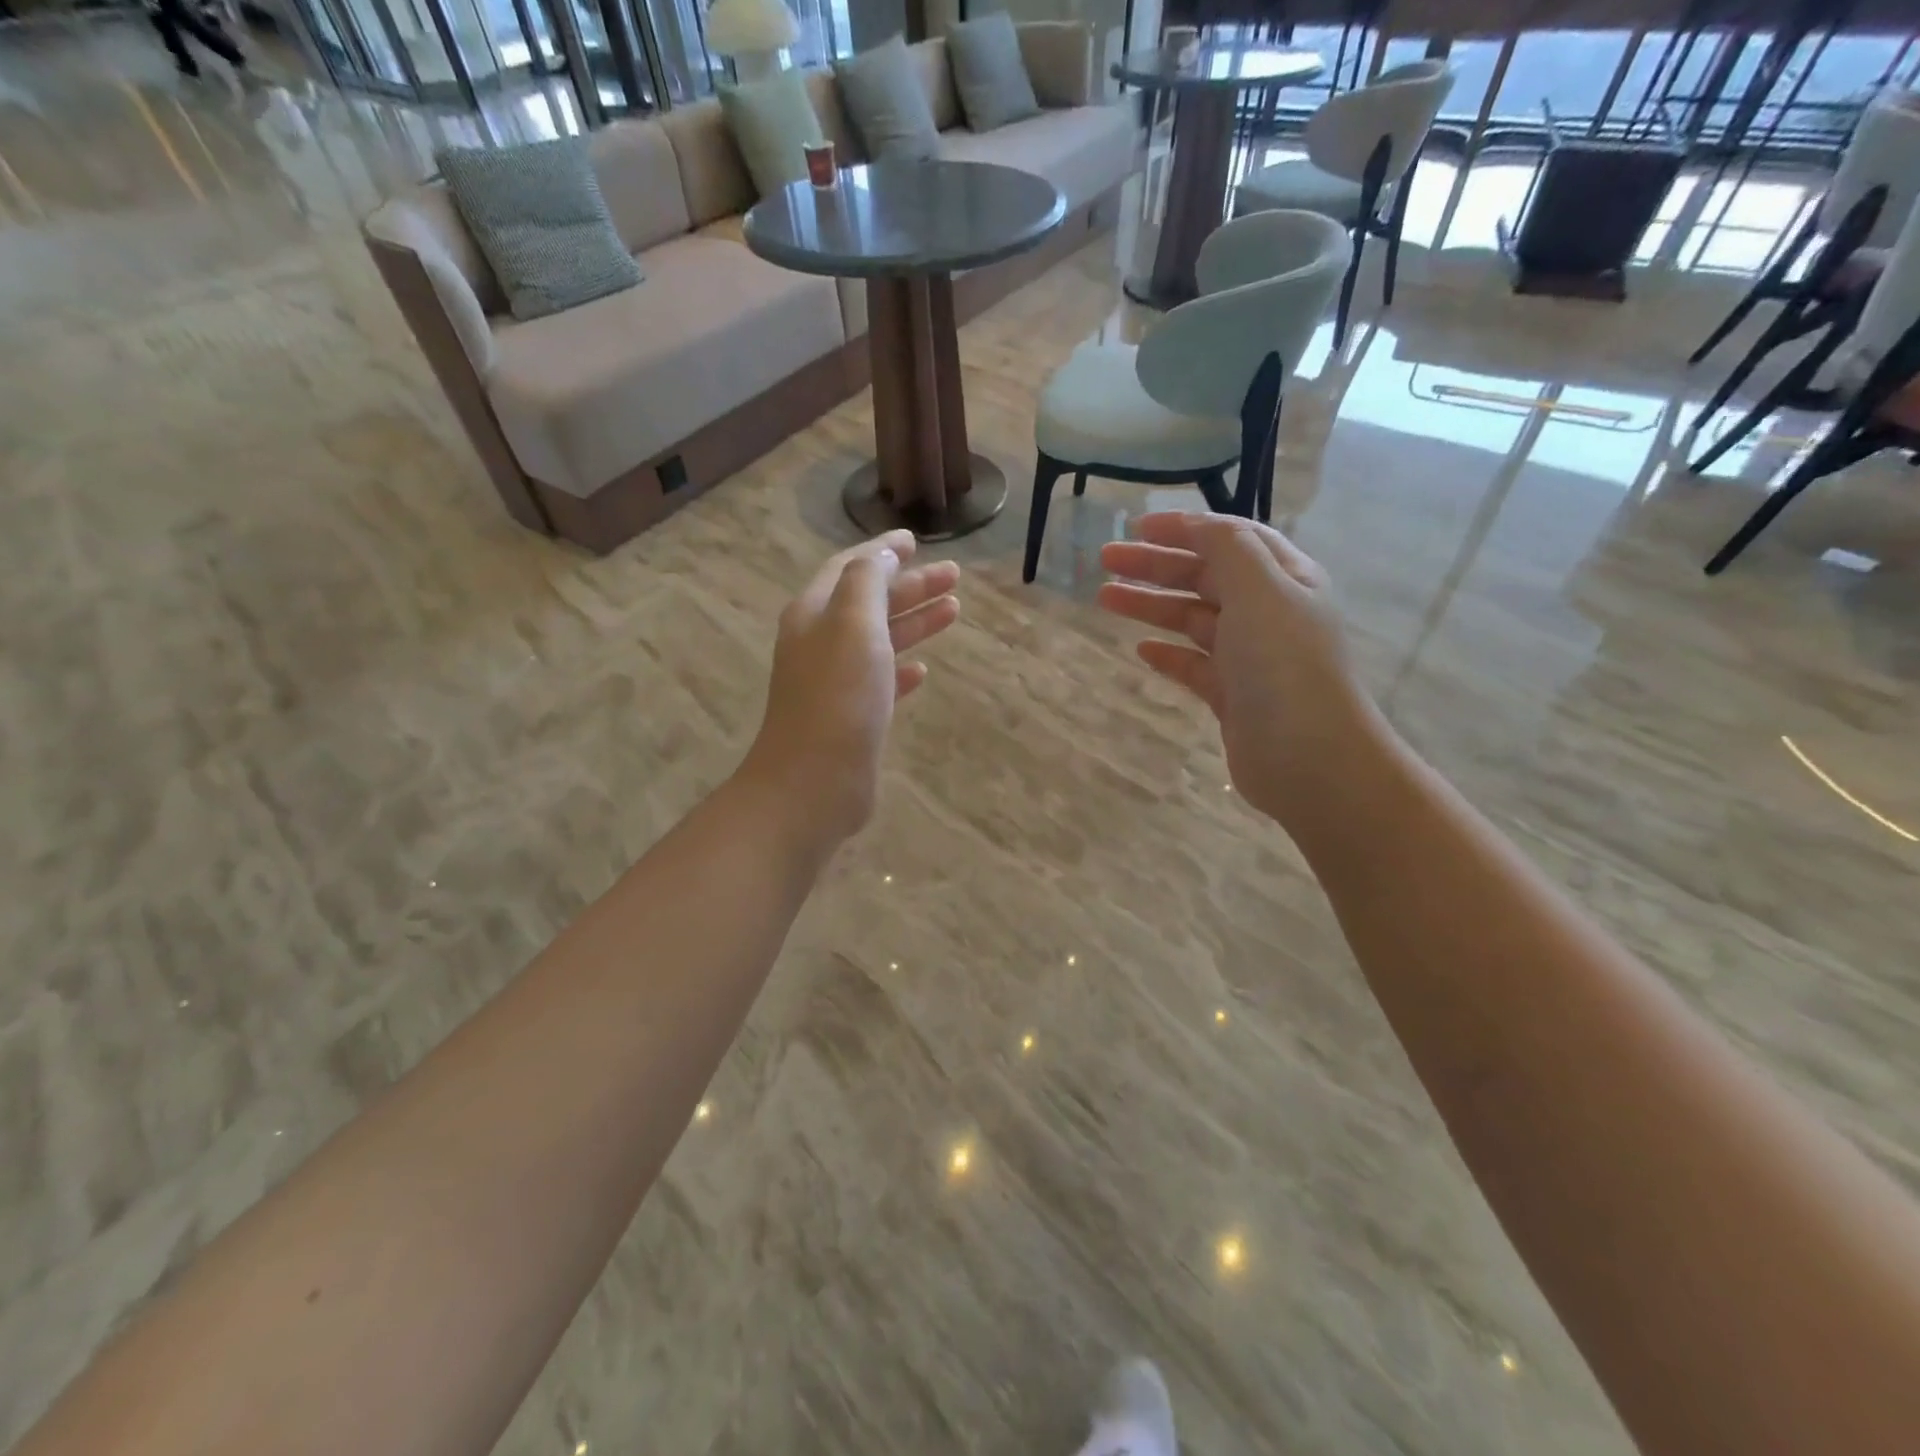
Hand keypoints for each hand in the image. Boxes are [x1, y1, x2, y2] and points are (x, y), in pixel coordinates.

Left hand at [740, 530, 960, 848]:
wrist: (814, 782)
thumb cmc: (837, 696)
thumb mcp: (854, 623)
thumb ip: (868, 580)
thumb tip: (883, 552)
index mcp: (815, 613)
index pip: (850, 568)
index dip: (882, 551)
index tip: (916, 540)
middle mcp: (820, 643)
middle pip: (869, 602)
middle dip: (911, 586)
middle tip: (955, 577)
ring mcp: (835, 683)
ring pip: (879, 640)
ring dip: (914, 622)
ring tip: (954, 611)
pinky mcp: (851, 718)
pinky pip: (880, 682)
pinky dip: (902, 670)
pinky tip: (923, 671)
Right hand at [1098, 513, 1382, 831]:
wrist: (1309, 757)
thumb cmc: (1284, 664)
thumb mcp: (1260, 589)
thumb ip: (1227, 548)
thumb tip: (1198, 525)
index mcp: (1284, 578)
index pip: (1229, 539)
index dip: (1184, 528)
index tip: (1136, 526)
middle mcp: (1269, 612)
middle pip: (1205, 576)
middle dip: (1156, 564)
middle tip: (1106, 561)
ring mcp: (1250, 657)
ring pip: (1193, 619)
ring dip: (1151, 605)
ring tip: (1105, 598)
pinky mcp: (1233, 696)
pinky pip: (1194, 665)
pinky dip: (1168, 653)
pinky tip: (1141, 651)